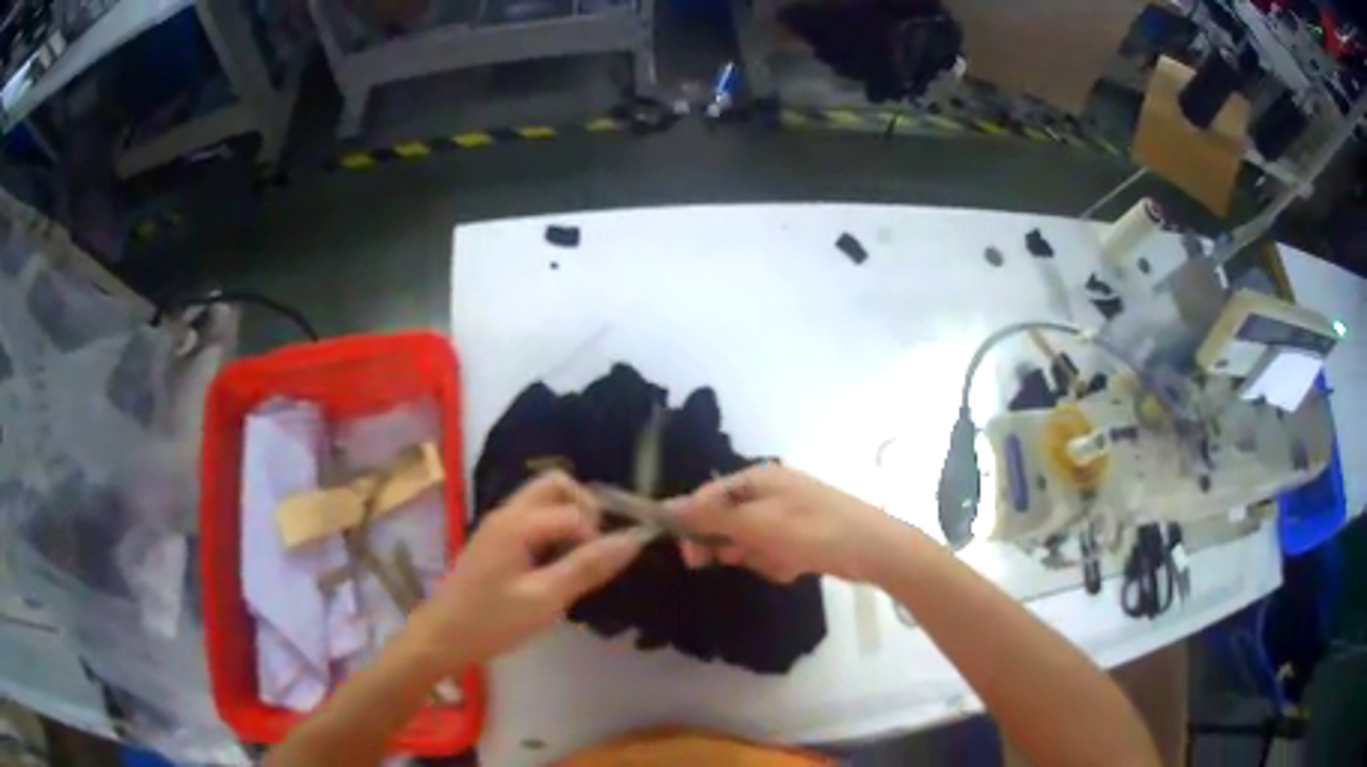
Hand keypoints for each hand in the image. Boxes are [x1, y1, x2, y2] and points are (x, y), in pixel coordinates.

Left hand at [408, 472, 646, 670]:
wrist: (442, 637)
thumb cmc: (492, 621)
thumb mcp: (545, 599)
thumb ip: (587, 567)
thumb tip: (633, 540)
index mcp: (517, 523)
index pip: (575, 510)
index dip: (600, 535)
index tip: (607, 568)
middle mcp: (508, 513)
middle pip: (556, 485)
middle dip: (586, 508)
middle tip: (598, 547)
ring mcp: (499, 524)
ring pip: (544, 500)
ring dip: (570, 518)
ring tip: (583, 558)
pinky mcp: (497, 540)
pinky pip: (533, 517)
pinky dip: (555, 529)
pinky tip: (559, 565)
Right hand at [670, 464, 901, 583]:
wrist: (874, 551)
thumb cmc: (814, 532)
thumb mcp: (758, 524)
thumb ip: (712, 516)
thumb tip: (666, 506)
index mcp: (758, 478)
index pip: (707, 496)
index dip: (693, 523)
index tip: (691, 555)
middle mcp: (769, 492)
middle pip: (725, 519)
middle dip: (729, 543)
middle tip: (737, 560)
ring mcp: (785, 514)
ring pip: (747, 540)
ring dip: (755, 556)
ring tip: (779, 561)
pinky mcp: (799, 537)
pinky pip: (770, 552)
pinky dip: (776, 562)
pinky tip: (794, 567)